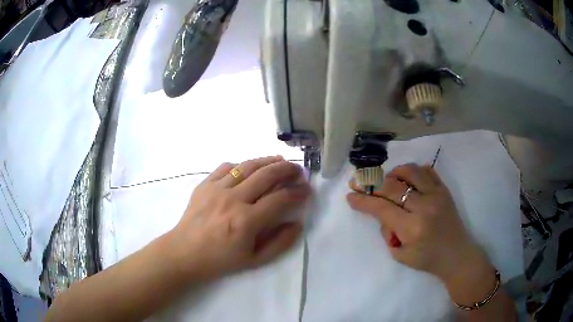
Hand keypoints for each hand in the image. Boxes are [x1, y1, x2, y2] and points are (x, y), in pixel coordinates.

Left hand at [168, 156, 309, 280]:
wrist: (184, 252)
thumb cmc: (220, 260)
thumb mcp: (254, 260)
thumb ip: (280, 243)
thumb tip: (297, 223)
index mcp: (246, 221)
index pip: (280, 199)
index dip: (297, 192)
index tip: (307, 190)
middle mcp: (233, 199)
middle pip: (266, 175)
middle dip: (287, 169)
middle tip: (298, 170)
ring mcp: (217, 189)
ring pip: (248, 166)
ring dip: (268, 161)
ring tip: (280, 160)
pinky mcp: (205, 184)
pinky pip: (226, 166)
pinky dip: (242, 164)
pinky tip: (250, 168)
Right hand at [347, 164, 488, 282]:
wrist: (456, 255)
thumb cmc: (427, 260)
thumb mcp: (400, 255)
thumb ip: (387, 231)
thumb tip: (381, 211)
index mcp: (412, 228)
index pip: (381, 208)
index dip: (363, 200)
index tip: (350, 195)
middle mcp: (424, 207)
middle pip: (392, 186)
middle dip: (371, 183)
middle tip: (359, 183)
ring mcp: (437, 195)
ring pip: (410, 171)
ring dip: (393, 173)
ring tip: (387, 181)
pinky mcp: (444, 190)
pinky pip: (427, 171)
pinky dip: (413, 171)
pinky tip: (407, 180)